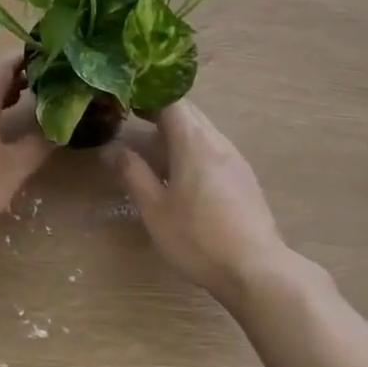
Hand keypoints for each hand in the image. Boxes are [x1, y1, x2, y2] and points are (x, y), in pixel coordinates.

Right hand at [102, 101, 288, 305]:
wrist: (256, 269)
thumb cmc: (198, 238)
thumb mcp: (155, 209)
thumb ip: (133, 174)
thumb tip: (111, 149)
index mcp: (194, 141)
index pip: (171, 101)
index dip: (147, 97)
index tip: (125, 102)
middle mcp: (217, 141)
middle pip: (188, 113)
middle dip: (160, 113)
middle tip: (132, 122)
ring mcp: (234, 159)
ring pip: (202, 132)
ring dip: (176, 134)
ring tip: (151, 151)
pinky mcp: (243, 178)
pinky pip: (213, 150)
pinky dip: (192, 151)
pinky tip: (180, 176)